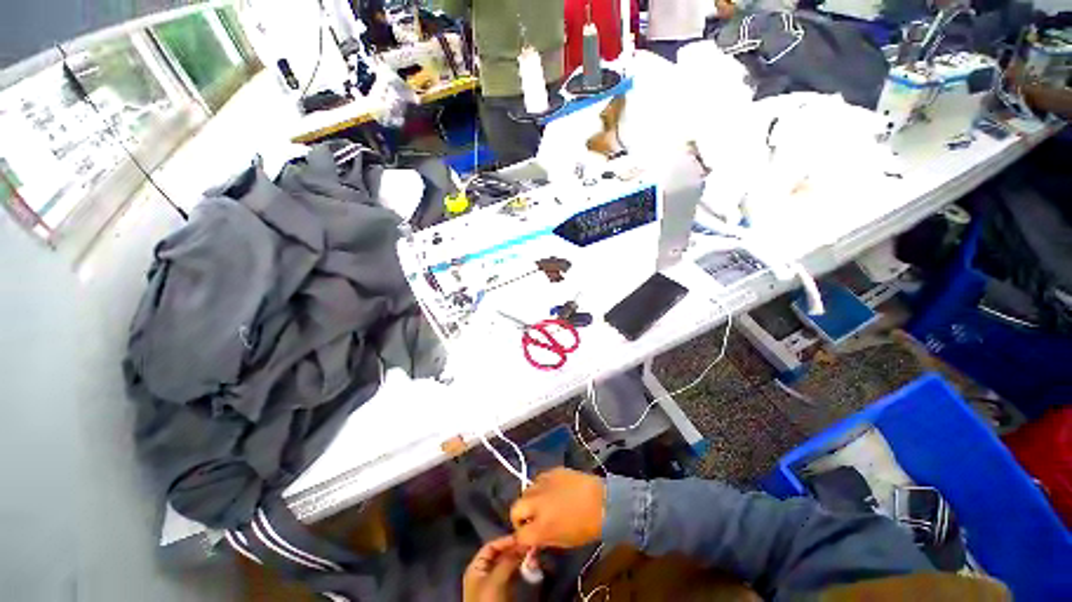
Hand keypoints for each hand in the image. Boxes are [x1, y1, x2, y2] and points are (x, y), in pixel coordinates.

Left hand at [463, 535, 524, 601]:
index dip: (505, 541)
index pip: (491, 546)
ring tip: (531, 554)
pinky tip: (528, 566)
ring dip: (518, 559)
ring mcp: (493, 583)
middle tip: (529, 545)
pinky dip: (519, 569)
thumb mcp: (496, 579)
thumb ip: (508, 560)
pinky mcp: (502, 593)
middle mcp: (483, 572)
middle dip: (514, 549)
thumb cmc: (488, 601)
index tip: (521, 537)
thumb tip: (523, 543)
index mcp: (476, 567)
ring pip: (507, 564)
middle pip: (499, 555)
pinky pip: (511, 575)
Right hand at [510, 468, 604, 548]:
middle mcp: (537, 504)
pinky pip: (539, 479)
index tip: (527, 538)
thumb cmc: (585, 527)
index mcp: (540, 527)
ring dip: (530, 500)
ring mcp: (543, 484)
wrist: (602, 501)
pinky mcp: (551, 471)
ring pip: (526, 491)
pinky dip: (541, 486)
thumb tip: (532, 540)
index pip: (519, 535)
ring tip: (542, 503)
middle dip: (519, 517)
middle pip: (515, 509)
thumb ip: (542, 540)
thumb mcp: (562, 542)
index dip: (522, 539)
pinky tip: (552, 490)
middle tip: (530, 520)